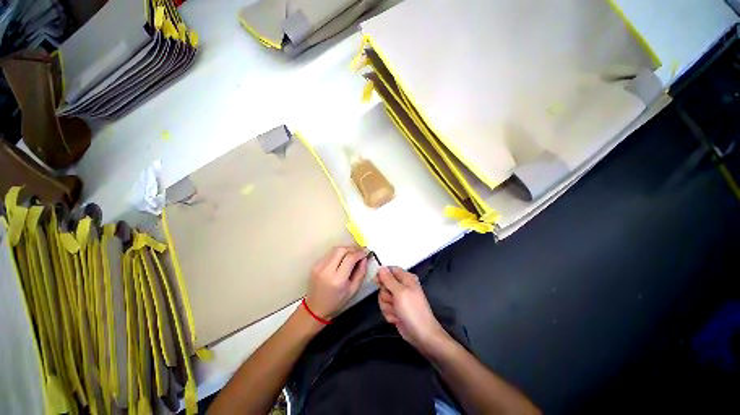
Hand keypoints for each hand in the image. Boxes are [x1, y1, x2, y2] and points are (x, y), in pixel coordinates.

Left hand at [305, 246, 367, 319]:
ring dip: (346, 249)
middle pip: (341, 250)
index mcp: (338, 279)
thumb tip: (364, 258)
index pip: (350, 258)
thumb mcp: (353, 290)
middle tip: (359, 252)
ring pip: (335, 249)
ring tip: (352, 254)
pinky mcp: (315, 264)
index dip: (359, 253)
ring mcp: (319, 266)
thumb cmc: (337, 301)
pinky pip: (329, 254)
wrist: (315, 307)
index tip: (365, 253)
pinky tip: (342, 259)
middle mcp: (327, 270)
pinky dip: (338, 253)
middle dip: (352, 248)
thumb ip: (361, 272)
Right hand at [376, 266, 447, 352]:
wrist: (421, 334)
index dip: (382, 274)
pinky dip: (389, 314)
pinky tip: (397, 318)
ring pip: (383, 297)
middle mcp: (402, 286)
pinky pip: (385, 307)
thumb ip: (388, 279)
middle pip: (384, 284)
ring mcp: (398, 299)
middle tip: (393, 300)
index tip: (377, 281)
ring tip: (397, 311)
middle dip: (386, 295)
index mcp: (406, 278)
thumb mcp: (400, 292)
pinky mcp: (395, 309)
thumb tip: (381, 267)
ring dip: (387, 306)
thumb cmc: (412, 310)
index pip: (390, 270)